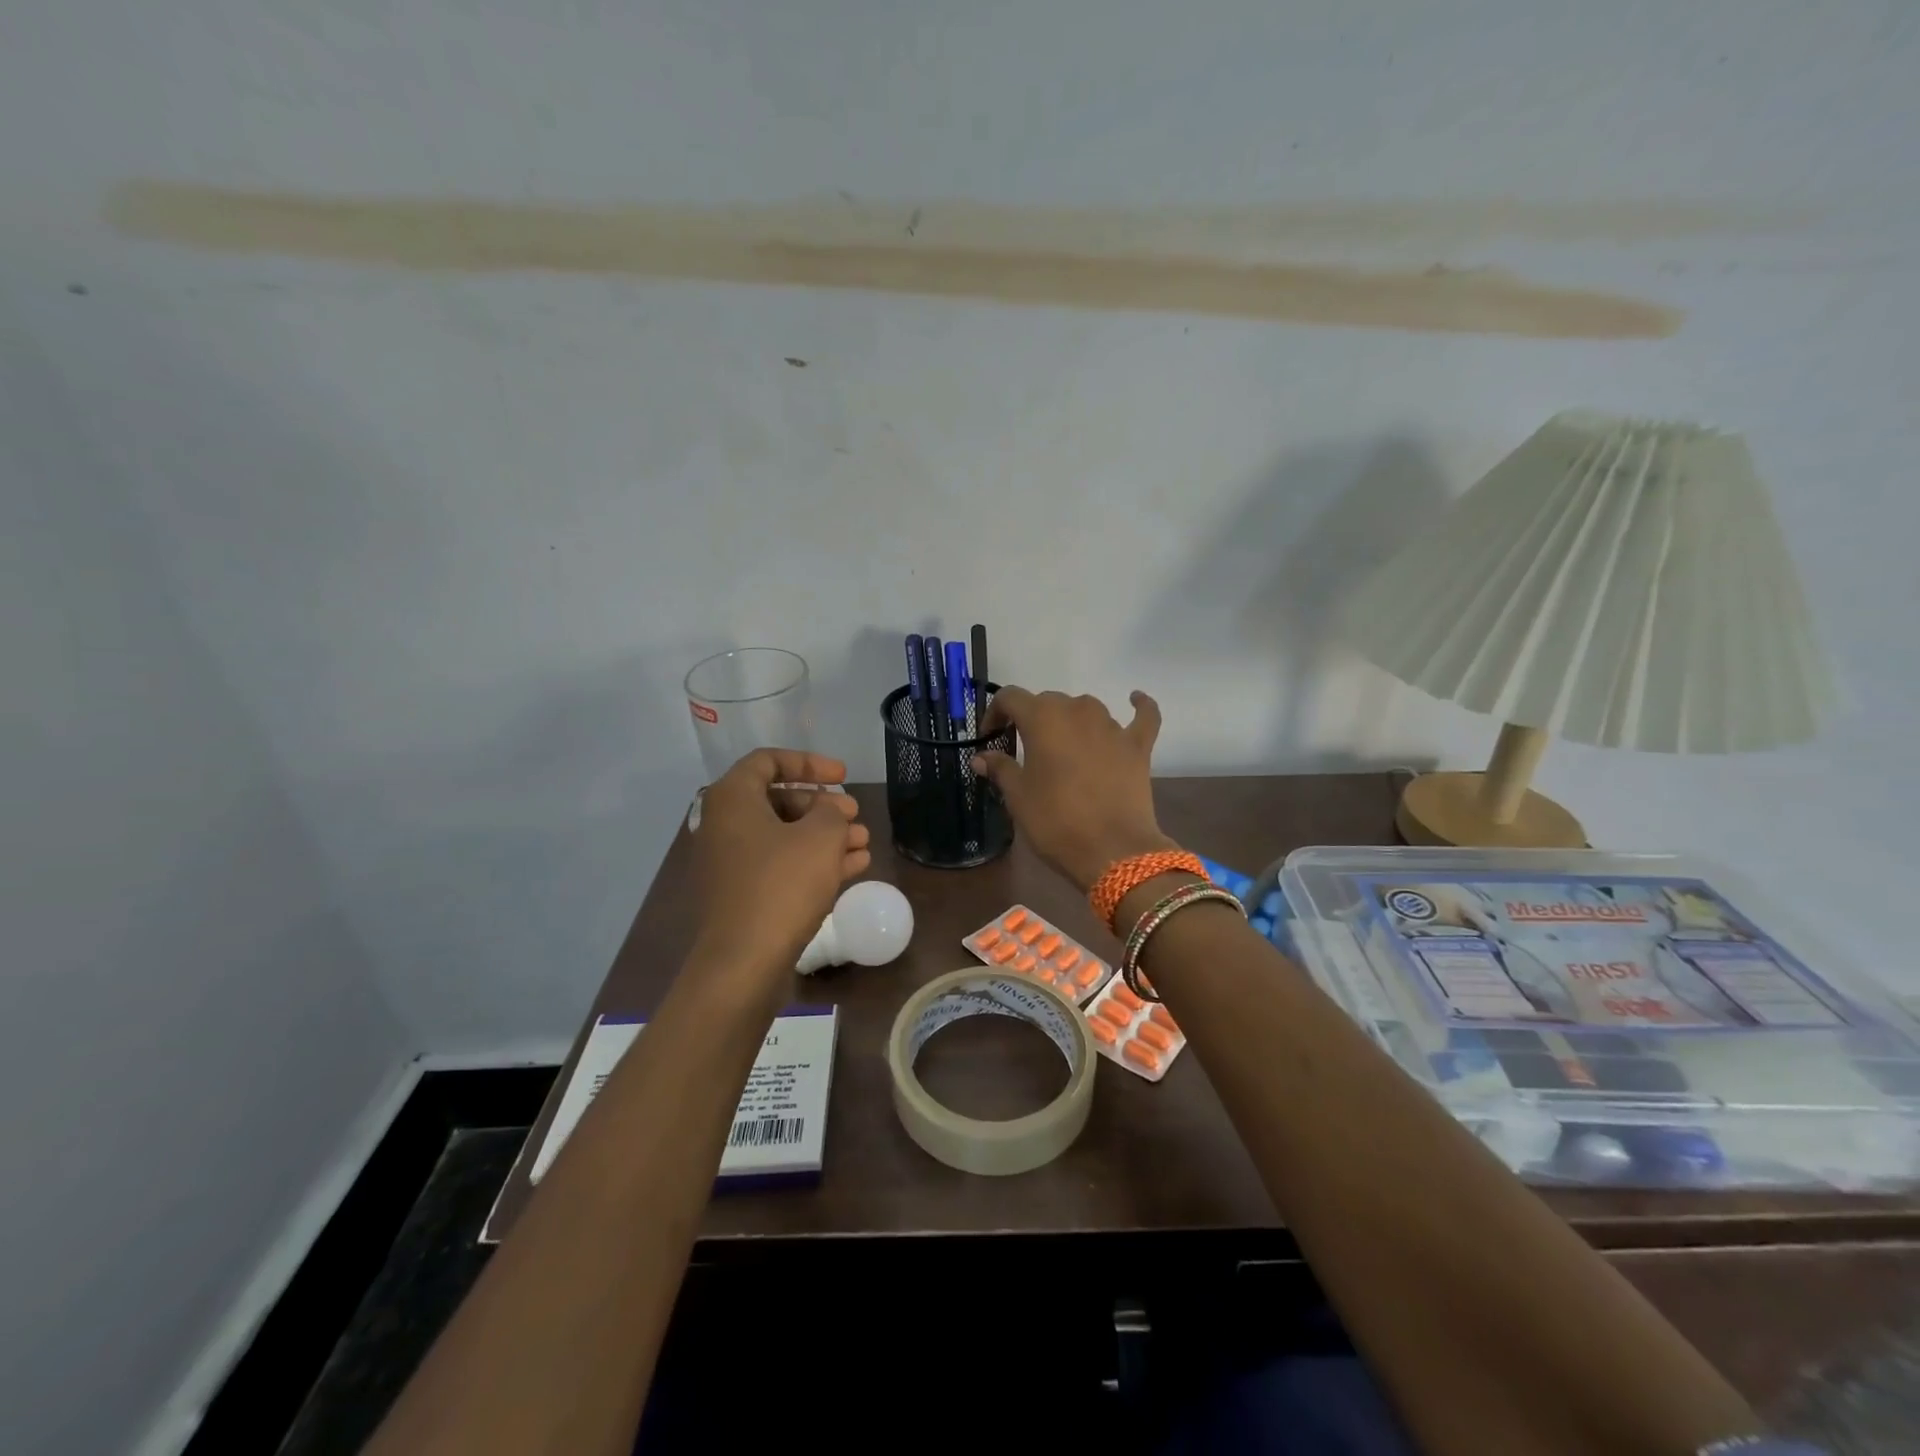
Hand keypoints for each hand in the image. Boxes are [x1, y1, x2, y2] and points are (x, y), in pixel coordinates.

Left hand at [688, 749, 871, 986]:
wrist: (744, 962)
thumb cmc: (781, 885)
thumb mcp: (820, 837)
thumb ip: (831, 812)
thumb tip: (829, 811)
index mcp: (733, 800)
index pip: (768, 761)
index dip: (809, 762)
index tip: (843, 775)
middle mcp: (725, 826)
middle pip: (779, 800)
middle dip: (823, 805)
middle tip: (854, 814)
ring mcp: (732, 863)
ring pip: (785, 836)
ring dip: (826, 835)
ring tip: (864, 842)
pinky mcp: (743, 895)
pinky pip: (782, 865)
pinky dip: (815, 861)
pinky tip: (855, 866)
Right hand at [972, 687, 1174, 892]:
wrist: (1112, 850)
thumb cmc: (1055, 821)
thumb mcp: (1018, 797)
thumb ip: (1000, 769)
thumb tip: (981, 757)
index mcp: (1043, 718)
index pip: (1011, 698)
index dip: (996, 713)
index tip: (990, 737)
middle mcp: (1078, 711)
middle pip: (1049, 701)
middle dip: (1032, 719)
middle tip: (1024, 749)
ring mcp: (1112, 726)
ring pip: (1086, 708)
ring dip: (1071, 720)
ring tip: (1063, 745)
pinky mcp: (1138, 746)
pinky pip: (1143, 717)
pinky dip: (1139, 706)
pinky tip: (1136, 699)